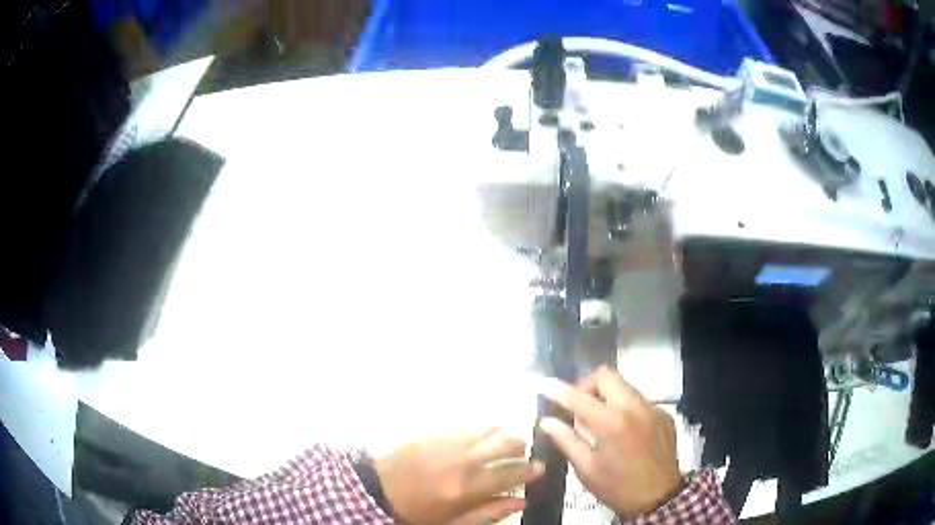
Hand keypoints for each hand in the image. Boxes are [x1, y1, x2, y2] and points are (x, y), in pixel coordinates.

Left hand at [374, 428, 544, 524]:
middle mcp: (460, 461)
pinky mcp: (432, 434)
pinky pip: (464, 426)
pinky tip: (480, 435)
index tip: (541, 466)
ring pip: (486, 430)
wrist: (375, 491)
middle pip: (503, 444)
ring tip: (506, 440)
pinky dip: (479, 430)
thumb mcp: (452, 523)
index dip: (529, 470)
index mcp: (465, 488)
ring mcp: (445, 443)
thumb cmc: (416, 513)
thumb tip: (521, 501)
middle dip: (519, 445)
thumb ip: (489, 512)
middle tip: (522, 452)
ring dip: (502, 433)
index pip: (509, 475)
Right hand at [540, 366, 682, 515]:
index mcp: (611, 423)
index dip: (558, 390)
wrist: (660, 497)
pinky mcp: (664, 415)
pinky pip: (639, 401)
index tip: (544, 386)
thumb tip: (547, 421)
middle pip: (606, 376)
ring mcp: (652, 409)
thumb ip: (566, 440)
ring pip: (624, 386)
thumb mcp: (586, 468)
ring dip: (607, 395)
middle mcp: (634, 407)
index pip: (578, 397)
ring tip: (598, 419)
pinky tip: (622, 430)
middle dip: (587, 385)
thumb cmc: (618, 487)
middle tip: (577, 405)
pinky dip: (625, 407)